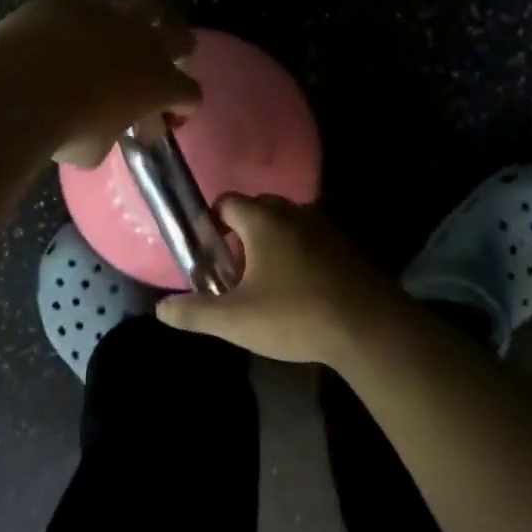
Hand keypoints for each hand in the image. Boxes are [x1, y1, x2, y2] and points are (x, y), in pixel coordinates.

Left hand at [0, 0, 200, 166]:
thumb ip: (110, 134)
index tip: (167, 116)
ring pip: (146, 5)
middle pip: (183, 38)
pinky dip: (92, 11)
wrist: (20, 88)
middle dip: (176, 51)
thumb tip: (105, 129)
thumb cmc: (65, 129)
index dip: (182, 106)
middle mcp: (147, 43)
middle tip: (157, 65)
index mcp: (160, 85)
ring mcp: (113, 14)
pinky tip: (76, 23)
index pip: (191, 94)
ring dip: (140, 20)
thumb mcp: (94, 150)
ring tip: (122, 33)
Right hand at [157, 194, 408, 365]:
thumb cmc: (296, 316)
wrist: (371, 328)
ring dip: (274, 242)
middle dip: (242, 232)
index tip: (209, 253)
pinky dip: (300, 254)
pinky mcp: (348, 248)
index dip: (212, 223)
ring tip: (266, 280)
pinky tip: (300, 288)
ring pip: (288, 223)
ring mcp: (326, 228)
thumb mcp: (236, 321)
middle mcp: (295, 213)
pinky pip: (313, 240)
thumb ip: (195, 312)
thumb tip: (161, 309)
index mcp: (263, 221)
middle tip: (235, 269)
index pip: (227, 202)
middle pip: (258, 209)